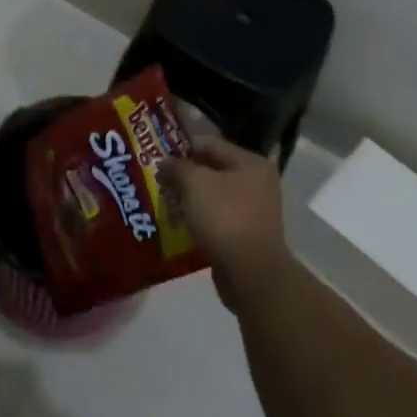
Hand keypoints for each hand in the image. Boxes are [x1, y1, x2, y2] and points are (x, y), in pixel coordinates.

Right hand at [164, 137, 289, 309]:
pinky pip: (217, 218)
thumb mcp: (195, 184)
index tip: (159, 154)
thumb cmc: (224, 216)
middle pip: (213, 170)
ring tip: (165, 201)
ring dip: (190, 198)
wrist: (250, 272)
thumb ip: (178, 167)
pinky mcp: (246, 234)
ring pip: (213, 196)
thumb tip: (165, 161)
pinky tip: (179, 222)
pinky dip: (199, 218)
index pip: (210, 144)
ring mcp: (254, 210)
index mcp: (251, 163)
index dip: (182, 147)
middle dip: (184, 175)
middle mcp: (257, 182)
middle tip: (159, 180)